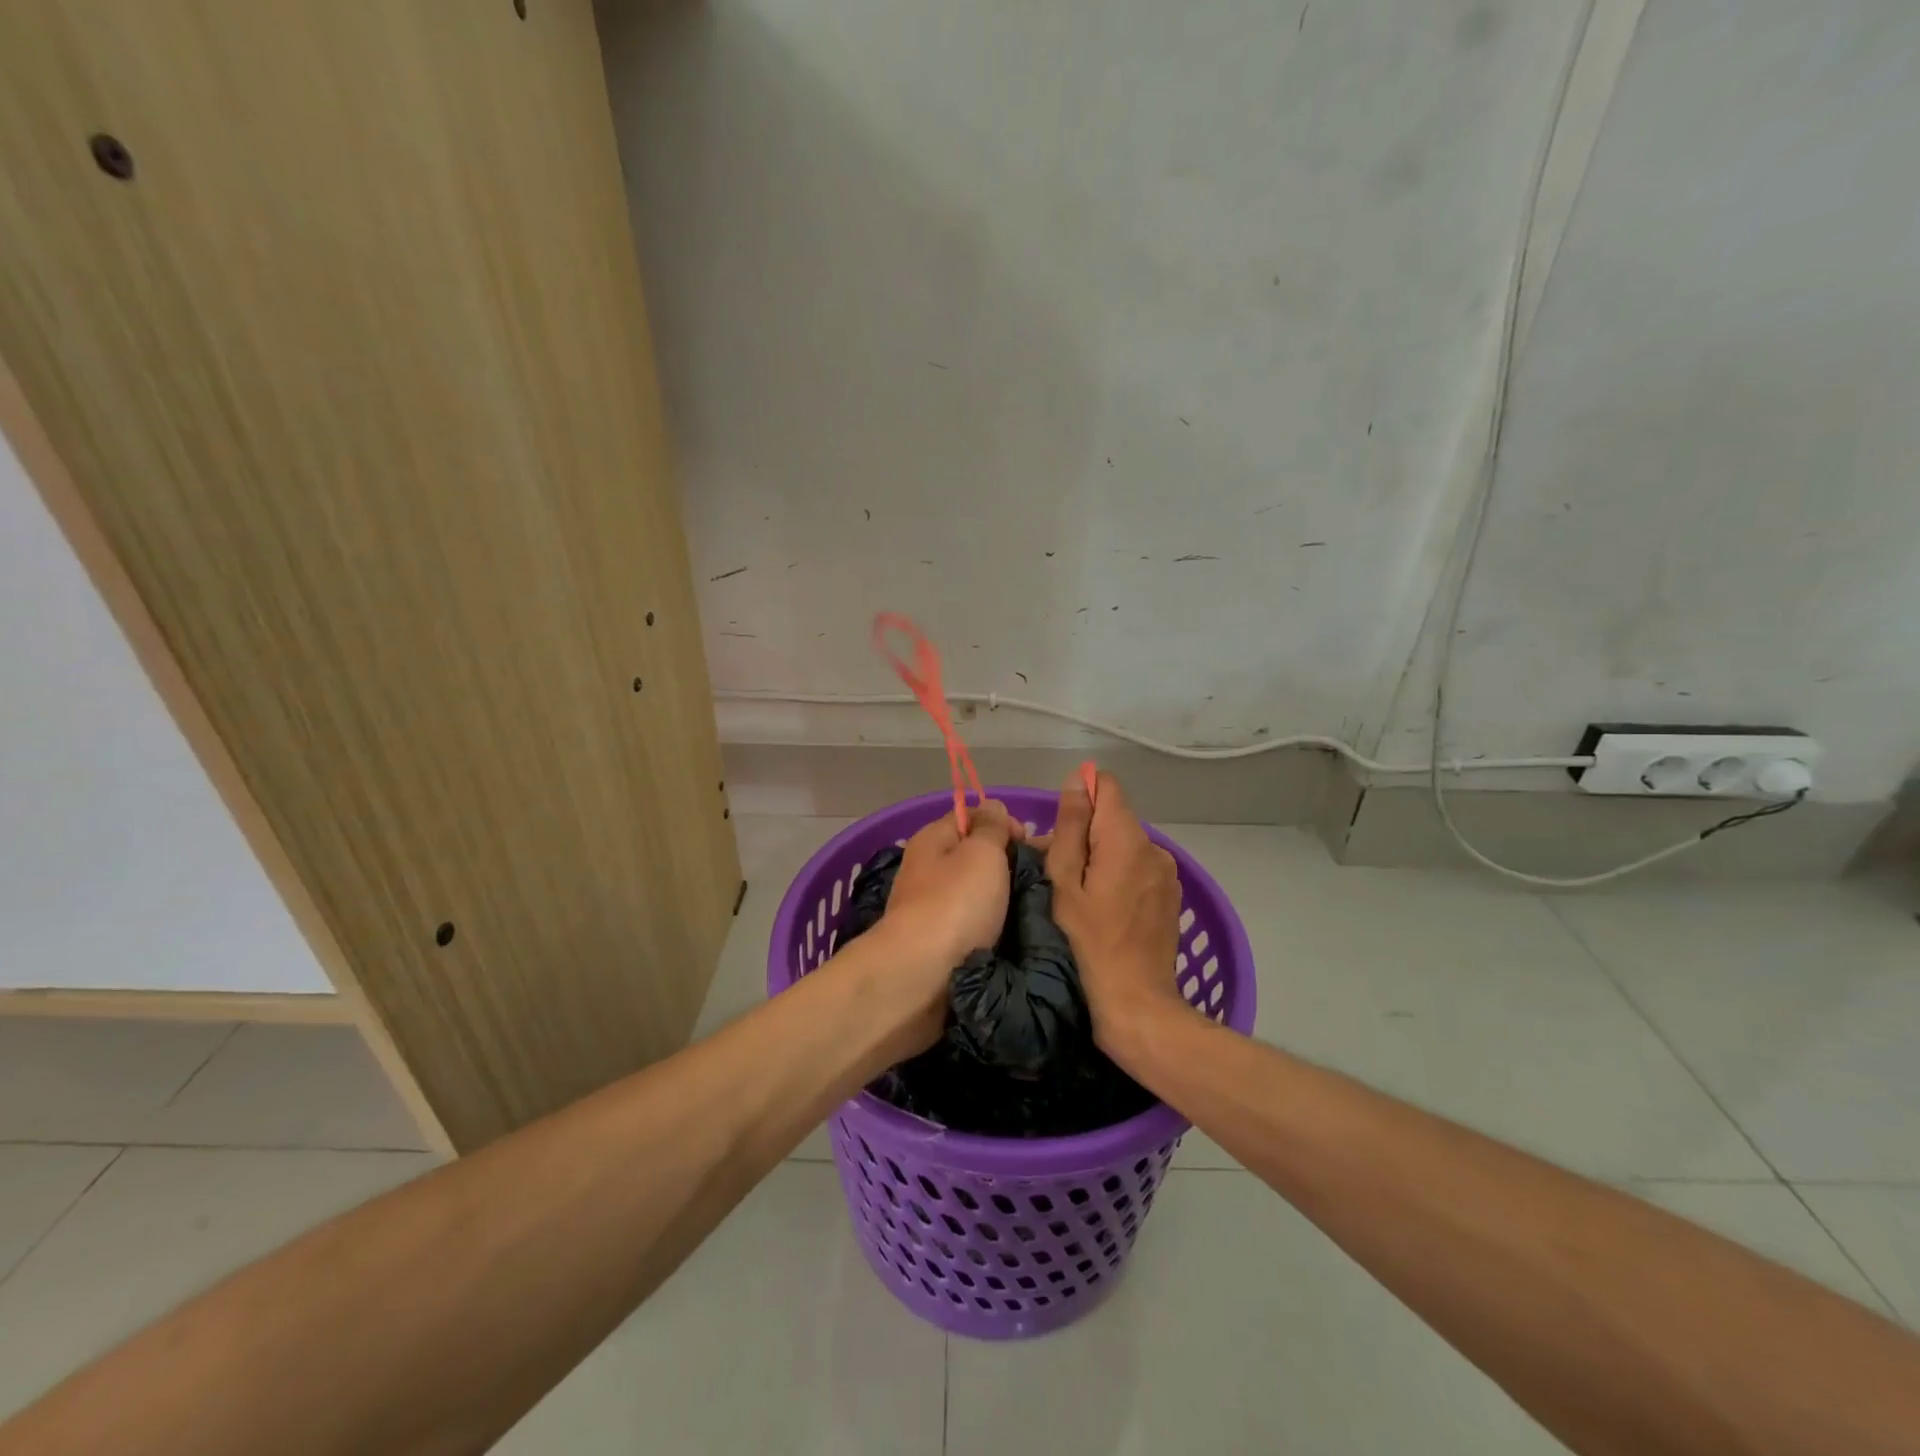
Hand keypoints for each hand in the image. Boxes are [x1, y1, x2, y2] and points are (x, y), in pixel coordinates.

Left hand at [870, 799, 1020, 1052]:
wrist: (920, 979)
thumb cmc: (954, 905)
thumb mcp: (980, 853)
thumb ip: (991, 828)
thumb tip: (993, 808)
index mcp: (932, 841)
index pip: (971, 817)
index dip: (1004, 823)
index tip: (1031, 843)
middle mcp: (929, 871)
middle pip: (976, 857)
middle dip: (1010, 864)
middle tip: (1046, 879)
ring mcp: (933, 910)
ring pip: (978, 894)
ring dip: (1006, 899)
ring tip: (1040, 908)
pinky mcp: (941, 946)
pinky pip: (975, 925)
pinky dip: (995, 927)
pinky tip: (1019, 934)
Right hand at [1042, 770, 1187, 1050]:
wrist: (1136, 1001)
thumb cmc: (1088, 941)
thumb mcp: (1065, 882)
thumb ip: (1071, 827)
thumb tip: (1077, 782)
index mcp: (1126, 837)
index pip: (1107, 785)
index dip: (1081, 796)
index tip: (1061, 829)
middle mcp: (1153, 846)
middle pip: (1114, 818)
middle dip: (1086, 833)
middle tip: (1058, 872)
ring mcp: (1167, 871)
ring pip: (1126, 844)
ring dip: (1102, 856)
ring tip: (1080, 894)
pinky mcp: (1171, 894)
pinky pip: (1139, 867)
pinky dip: (1120, 875)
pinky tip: (1106, 908)